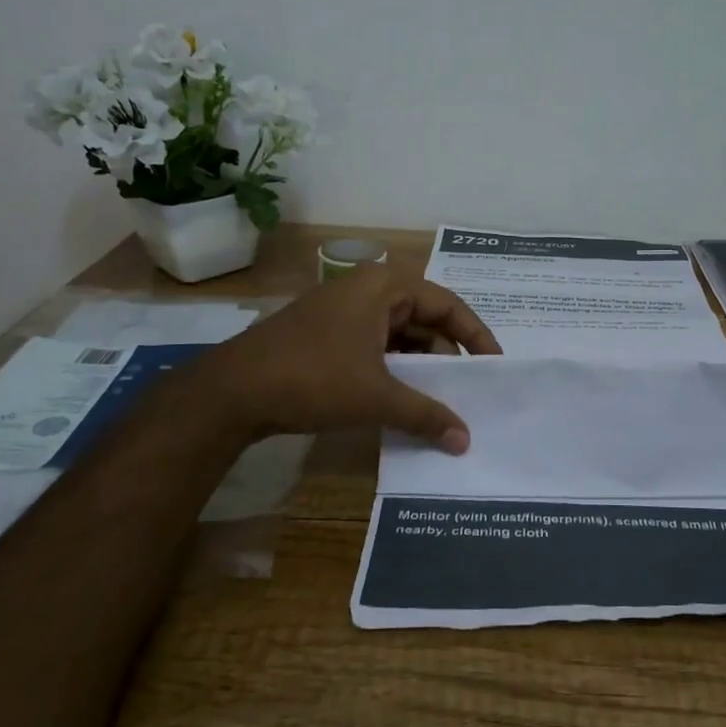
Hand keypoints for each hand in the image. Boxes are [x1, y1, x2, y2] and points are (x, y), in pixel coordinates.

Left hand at [211, 264, 501, 449]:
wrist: (231, 391)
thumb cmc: (312, 378)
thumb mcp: (376, 396)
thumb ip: (425, 414)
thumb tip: (464, 440)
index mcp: (384, 286)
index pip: (448, 305)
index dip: (476, 336)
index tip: (494, 367)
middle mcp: (367, 289)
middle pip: (424, 319)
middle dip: (447, 356)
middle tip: (468, 390)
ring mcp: (344, 311)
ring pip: (400, 335)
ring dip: (420, 366)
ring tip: (440, 401)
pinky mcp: (328, 334)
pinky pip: (377, 346)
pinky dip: (394, 370)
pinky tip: (403, 399)